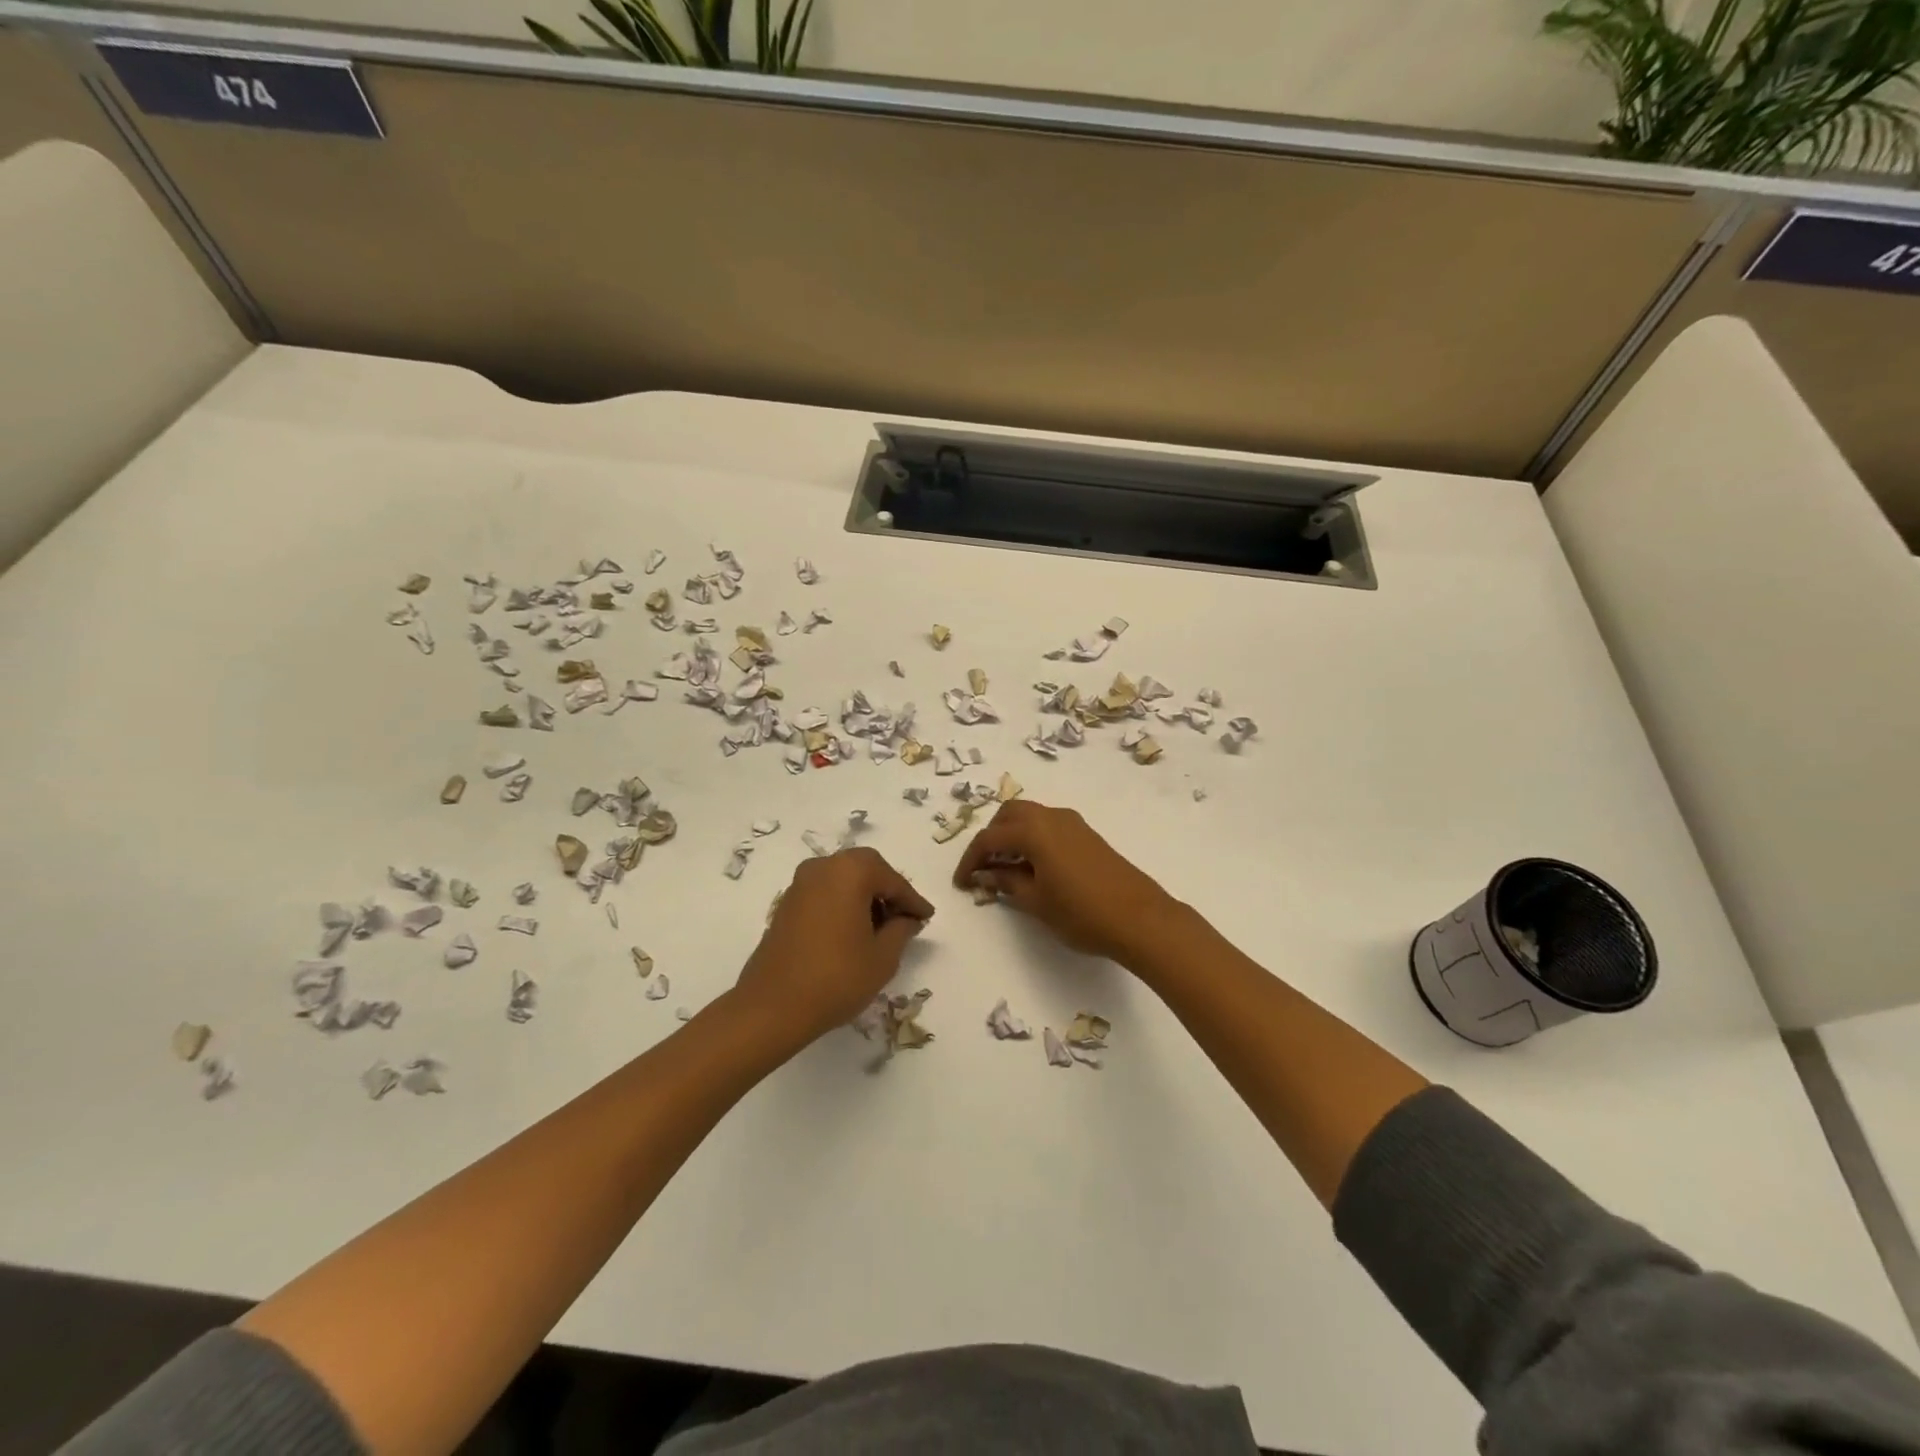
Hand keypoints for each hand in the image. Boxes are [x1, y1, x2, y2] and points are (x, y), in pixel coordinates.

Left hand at [735, 847, 934, 1044]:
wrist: (772, 1006)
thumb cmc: (836, 978)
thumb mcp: (883, 957)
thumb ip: (902, 930)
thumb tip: (906, 918)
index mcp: (850, 871)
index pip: (892, 880)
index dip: (913, 900)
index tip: (927, 916)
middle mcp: (823, 867)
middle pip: (866, 869)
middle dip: (888, 891)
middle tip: (905, 918)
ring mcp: (800, 884)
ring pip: (843, 879)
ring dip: (864, 897)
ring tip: (881, 929)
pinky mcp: (786, 903)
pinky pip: (825, 892)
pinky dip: (843, 904)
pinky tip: (853, 932)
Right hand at [952, 799, 1180, 965]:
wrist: (1140, 918)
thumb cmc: (1082, 913)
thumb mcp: (1036, 902)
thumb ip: (1007, 882)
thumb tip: (986, 874)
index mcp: (1034, 831)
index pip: (989, 838)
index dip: (970, 859)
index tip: (962, 883)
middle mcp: (1051, 817)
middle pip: (1009, 814)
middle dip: (991, 837)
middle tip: (983, 867)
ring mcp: (1072, 823)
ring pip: (1030, 816)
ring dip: (1012, 834)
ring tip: (1006, 867)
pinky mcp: (1086, 834)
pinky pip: (1048, 825)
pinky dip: (1032, 837)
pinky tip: (1033, 866)